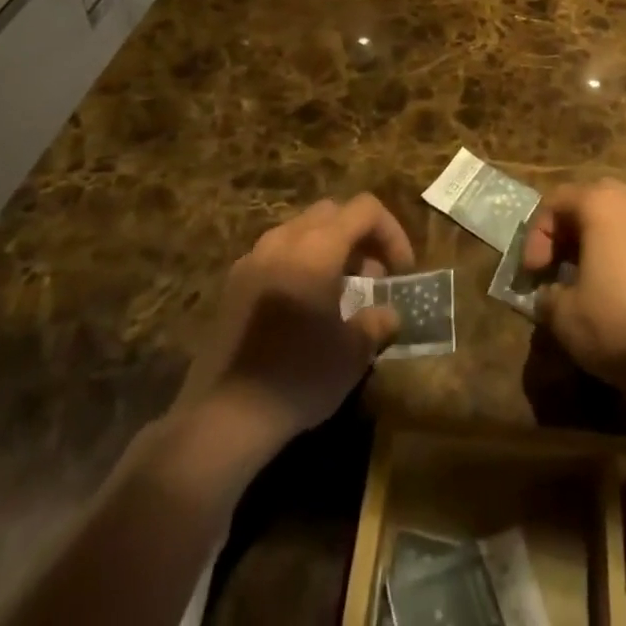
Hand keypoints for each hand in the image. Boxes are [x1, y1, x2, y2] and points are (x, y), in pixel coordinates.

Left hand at [173, 194, 414, 452]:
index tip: (401, 271)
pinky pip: (277, 255)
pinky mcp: (233, 284)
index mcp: (317, 246)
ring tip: (341, 293)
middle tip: (375, 276)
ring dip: (329, 249)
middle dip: (360, 237)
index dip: (392, 232)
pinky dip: (301, 265)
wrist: (223, 417)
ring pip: (302, 231)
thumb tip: (388, 313)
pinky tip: (305, 308)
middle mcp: (284, 239)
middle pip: (332, 212)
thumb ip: (377, 321)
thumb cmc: (299, 375)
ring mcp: (253, 258)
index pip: (365, 209)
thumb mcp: (354, 353)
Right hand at [520, 180, 625, 399]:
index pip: (556, 201)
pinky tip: (618, 287)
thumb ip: (547, 294)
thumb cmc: (615, 324)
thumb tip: (549, 294)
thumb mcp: (563, 314)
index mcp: (601, 204)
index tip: (534, 273)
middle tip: (555, 265)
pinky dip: (622, 250)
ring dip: (595, 239)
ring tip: (585, 276)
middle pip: (589, 201)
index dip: (537, 235)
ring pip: (618, 217)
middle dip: (567, 230)